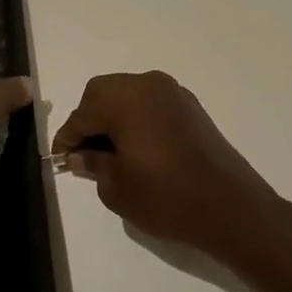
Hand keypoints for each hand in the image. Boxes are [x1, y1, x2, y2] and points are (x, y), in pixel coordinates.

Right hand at [53, 72, 285, 269]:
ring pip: (128, 94)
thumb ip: (93, 164)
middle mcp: (148, 84)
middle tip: (85, 154)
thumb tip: (80, 155)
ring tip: (110, 153)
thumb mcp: (117, 187)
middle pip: (103, 93)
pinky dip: (137, 118)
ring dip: (113, 117)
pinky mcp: (190, 106)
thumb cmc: (167, 197)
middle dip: (89, 120)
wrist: (230, 207)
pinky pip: (151, 103)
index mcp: (125, 99)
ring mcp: (173, 92)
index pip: (82, 113)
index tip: (61, 160)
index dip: (67, 138)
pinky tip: (137, 148)